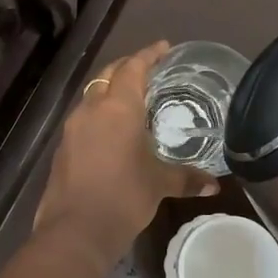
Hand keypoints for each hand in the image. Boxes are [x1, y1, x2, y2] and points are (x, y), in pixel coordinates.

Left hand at [36, 42, 217, 253]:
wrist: (75, 229)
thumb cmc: (123, 197)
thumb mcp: (159, 184)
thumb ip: (186, 179)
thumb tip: (214, 185)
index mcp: (118, 108)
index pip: (133, 68)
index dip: (148, 55)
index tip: (163, 47)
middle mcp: (92, 109)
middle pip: (108, 75)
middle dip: (127, 66)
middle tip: (148, 68)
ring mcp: (73, 127)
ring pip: (92, 94)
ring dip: (110, 89)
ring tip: (132, 97)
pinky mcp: (63, 146)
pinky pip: (84, 116)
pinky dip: (99, 112)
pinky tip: (112, 128)